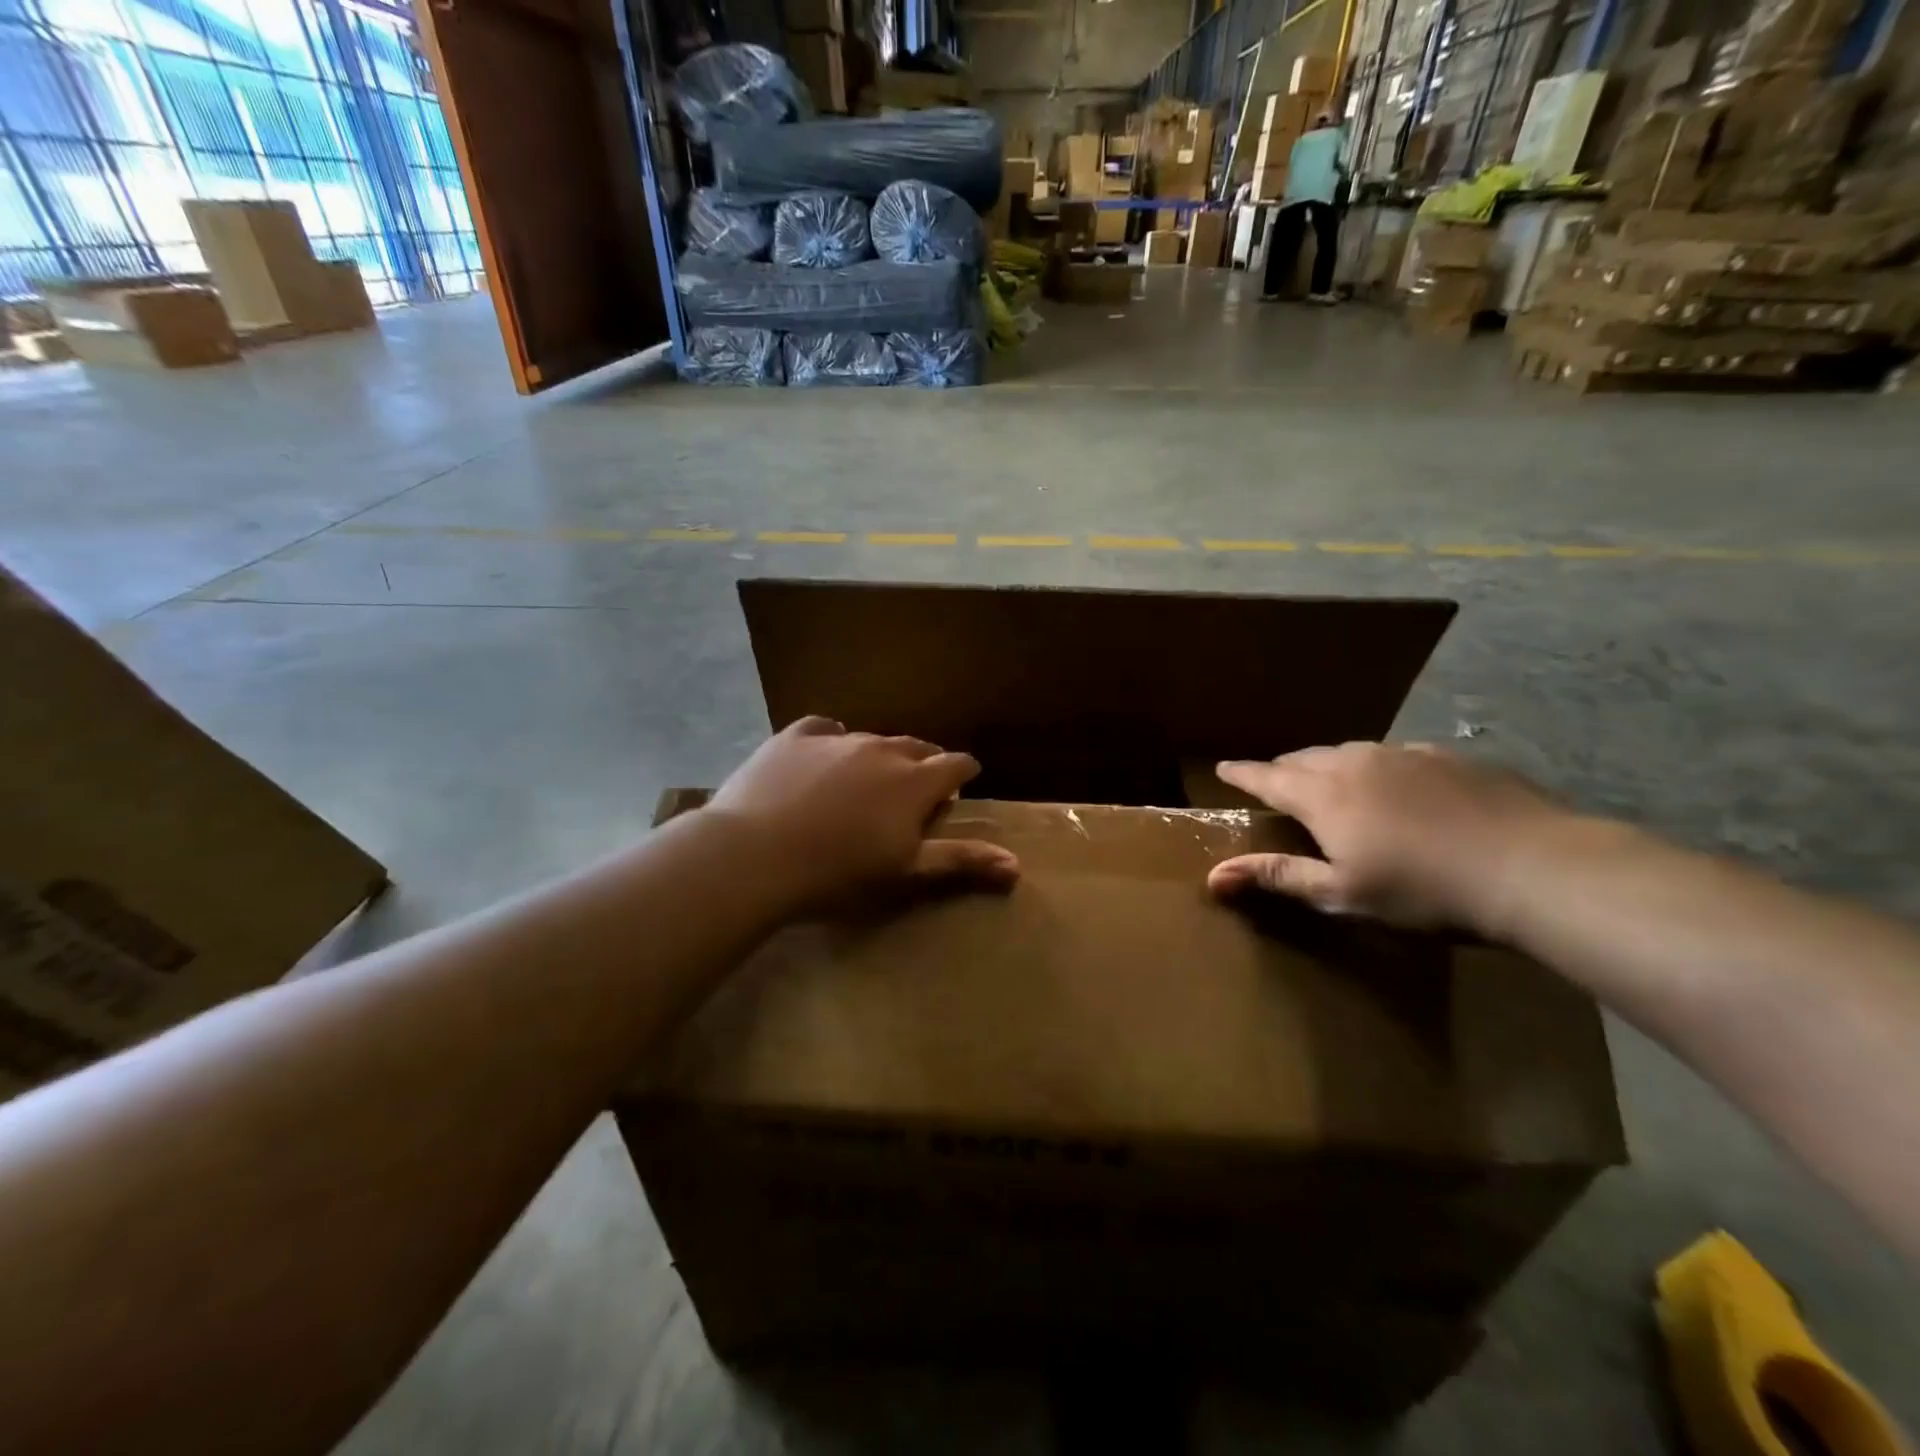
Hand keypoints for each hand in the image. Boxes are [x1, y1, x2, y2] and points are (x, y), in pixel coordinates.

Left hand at [705, 717, 1019, 915]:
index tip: (962, 785)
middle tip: (917, 789)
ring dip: (881, 755)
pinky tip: (825, 754)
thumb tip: (1017, 863)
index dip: (964, 773)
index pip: (956, 764)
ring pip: (873, 738)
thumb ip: (960, 860)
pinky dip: (833, 740)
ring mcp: (837, 738)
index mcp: (914, 781)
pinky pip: (824, 728)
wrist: (753, 856)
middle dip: (925, 764)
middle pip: (916, 747)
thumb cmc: (837, 874)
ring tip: (871, 778)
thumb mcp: (905, 873)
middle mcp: (882, 749)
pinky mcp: (794, 736)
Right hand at [1207, 743, 1566, 932]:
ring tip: (1330, 780)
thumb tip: (1212, 876)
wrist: (1534, 867)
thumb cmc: (1424, 890)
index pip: (1267, 777)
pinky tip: (1396, 785)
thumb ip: (1277, 876)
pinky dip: (1378, 766)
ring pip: (1350, 751)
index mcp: (1323, 796)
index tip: (1223, 768)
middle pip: (1305, 758)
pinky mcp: (1448, 757)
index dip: (1242, 774)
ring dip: (1329, 764)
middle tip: (1275, 781)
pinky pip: (1395, 754)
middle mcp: (1356, 763)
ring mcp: (1405, 754)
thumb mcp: (1343, 894)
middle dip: (1283, 768)